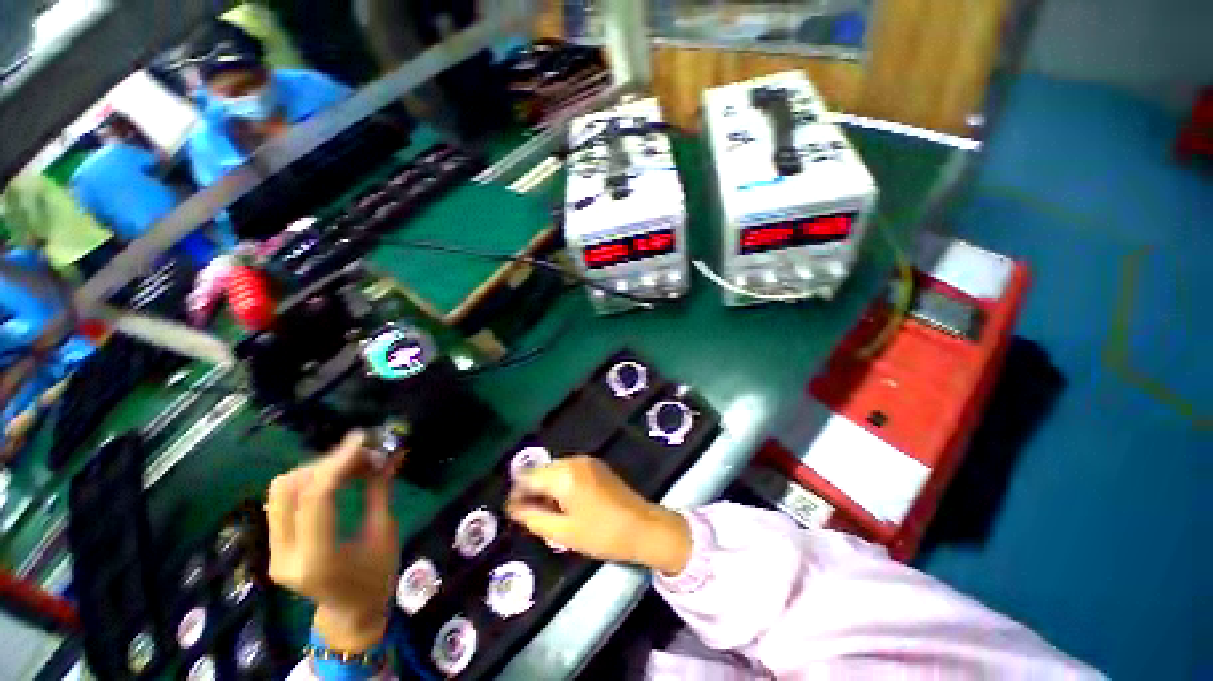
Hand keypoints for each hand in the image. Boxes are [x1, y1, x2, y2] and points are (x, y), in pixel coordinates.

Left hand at [266, 431, 401, 651]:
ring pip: (280, 491)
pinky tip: (336, 477)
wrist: (351, 613)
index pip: (316, 498)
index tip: (364, 438)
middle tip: (362, 454)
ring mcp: (274, 551)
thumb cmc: (377, 577)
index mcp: (316, 558)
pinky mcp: (275, 546)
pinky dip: (310, 481)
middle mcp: (285, 555)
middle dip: (326, 463)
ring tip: (351, 465)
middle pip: (288, 489)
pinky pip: (284, 501)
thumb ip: (380, 491)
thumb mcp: (385, 533)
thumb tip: (391, 453)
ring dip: (316, 470)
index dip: (339, 462)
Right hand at [506, 456, 691, 575]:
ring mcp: (587, 461)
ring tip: (547, 510)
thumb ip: (534, 518)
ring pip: (555, 469)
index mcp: (564, 475)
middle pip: (542, 470)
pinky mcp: (595, 465)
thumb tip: (514, 508)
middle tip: (530, 514)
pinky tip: (564, 501)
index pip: (529, 477)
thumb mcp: (563, 533)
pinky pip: (569, 469)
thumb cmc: (601, 534)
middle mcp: (574, 461)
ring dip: (547, 485)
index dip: (517, 492)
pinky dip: (561, 482)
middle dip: (532, 489)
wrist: (641, 526)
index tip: (513, 511)